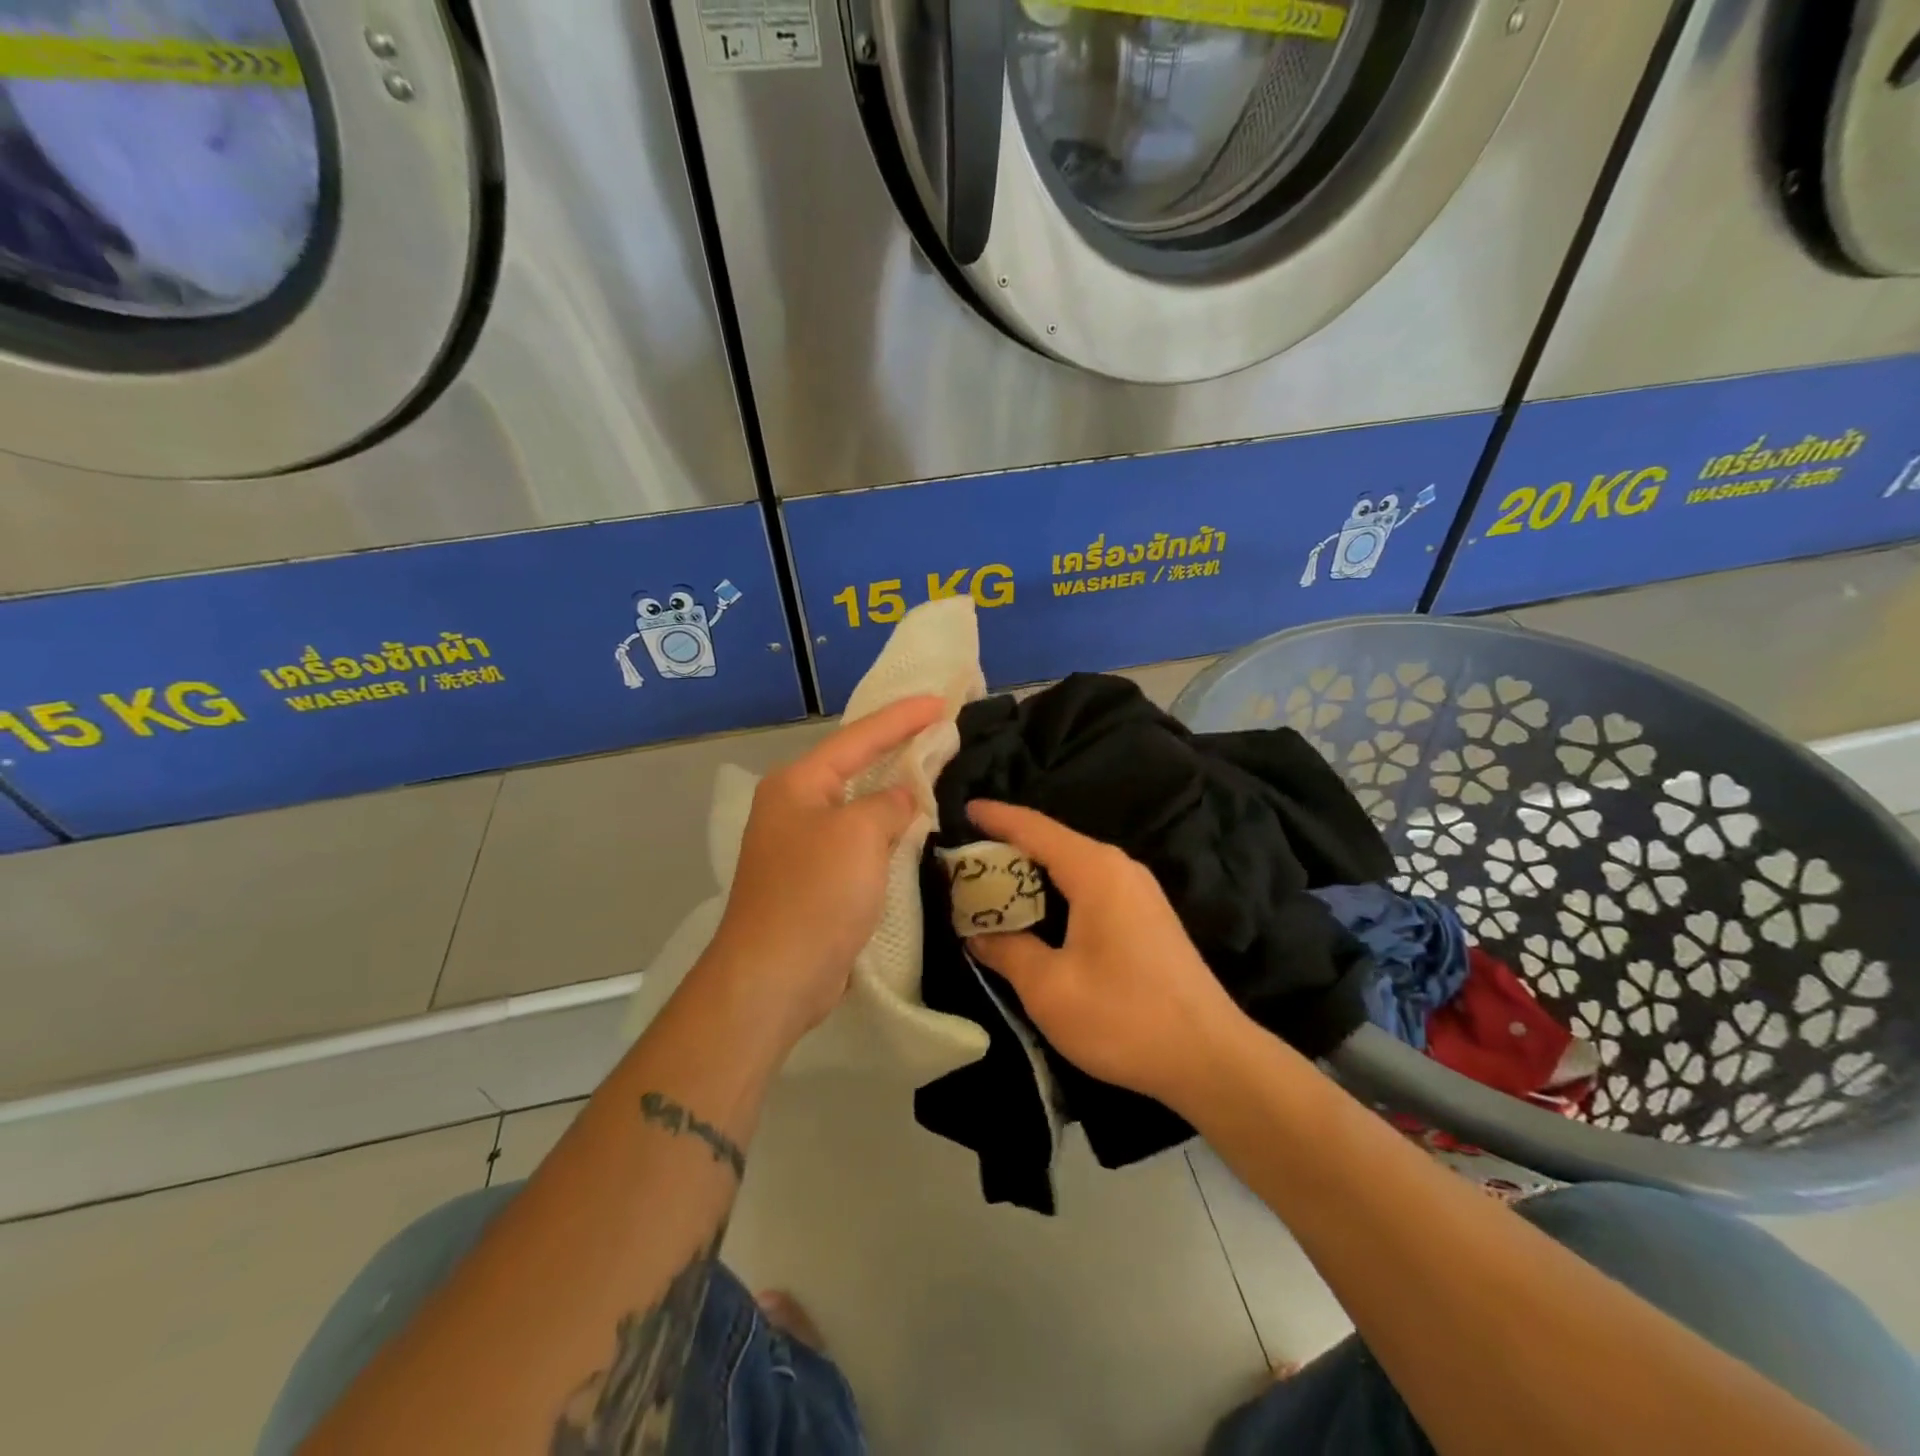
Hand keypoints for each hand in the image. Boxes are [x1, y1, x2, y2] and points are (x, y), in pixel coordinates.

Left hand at [704, 696, 945, 1045]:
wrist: (774, 977)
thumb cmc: (815, 894)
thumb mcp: (859, 835)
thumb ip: (888, 804)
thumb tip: (901, 799)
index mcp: (798, 783)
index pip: (859, 737)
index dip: (902, 717)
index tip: (942, 702)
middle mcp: (795, 806)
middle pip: (855, 766)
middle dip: (898, 748)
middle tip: (942, 732)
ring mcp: (802, 844)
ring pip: (858, 805)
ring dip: (894, 791)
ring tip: (934, 772)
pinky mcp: (814, 879)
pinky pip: (858, 840)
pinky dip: (886, 830)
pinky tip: (911, 828)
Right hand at [964, 801, 1248, 1107]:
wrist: (1210, 1057)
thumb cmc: (1123, 1016)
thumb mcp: (1049, 987)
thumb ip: (1006, 950)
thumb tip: (977, 933)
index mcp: (1094, 870)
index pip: (1034, 828)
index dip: (996, 817)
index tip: (963, 809)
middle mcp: (1119, 867)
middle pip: (1053, 843)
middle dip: (1008, 848)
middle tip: (964, 862)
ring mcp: (1139, 891)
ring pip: (1073, 866)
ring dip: (1032, 873)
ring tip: (991, 886)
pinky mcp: (1147, 916)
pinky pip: (1090, 886)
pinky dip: (1056, 891)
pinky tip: (1037, 914)